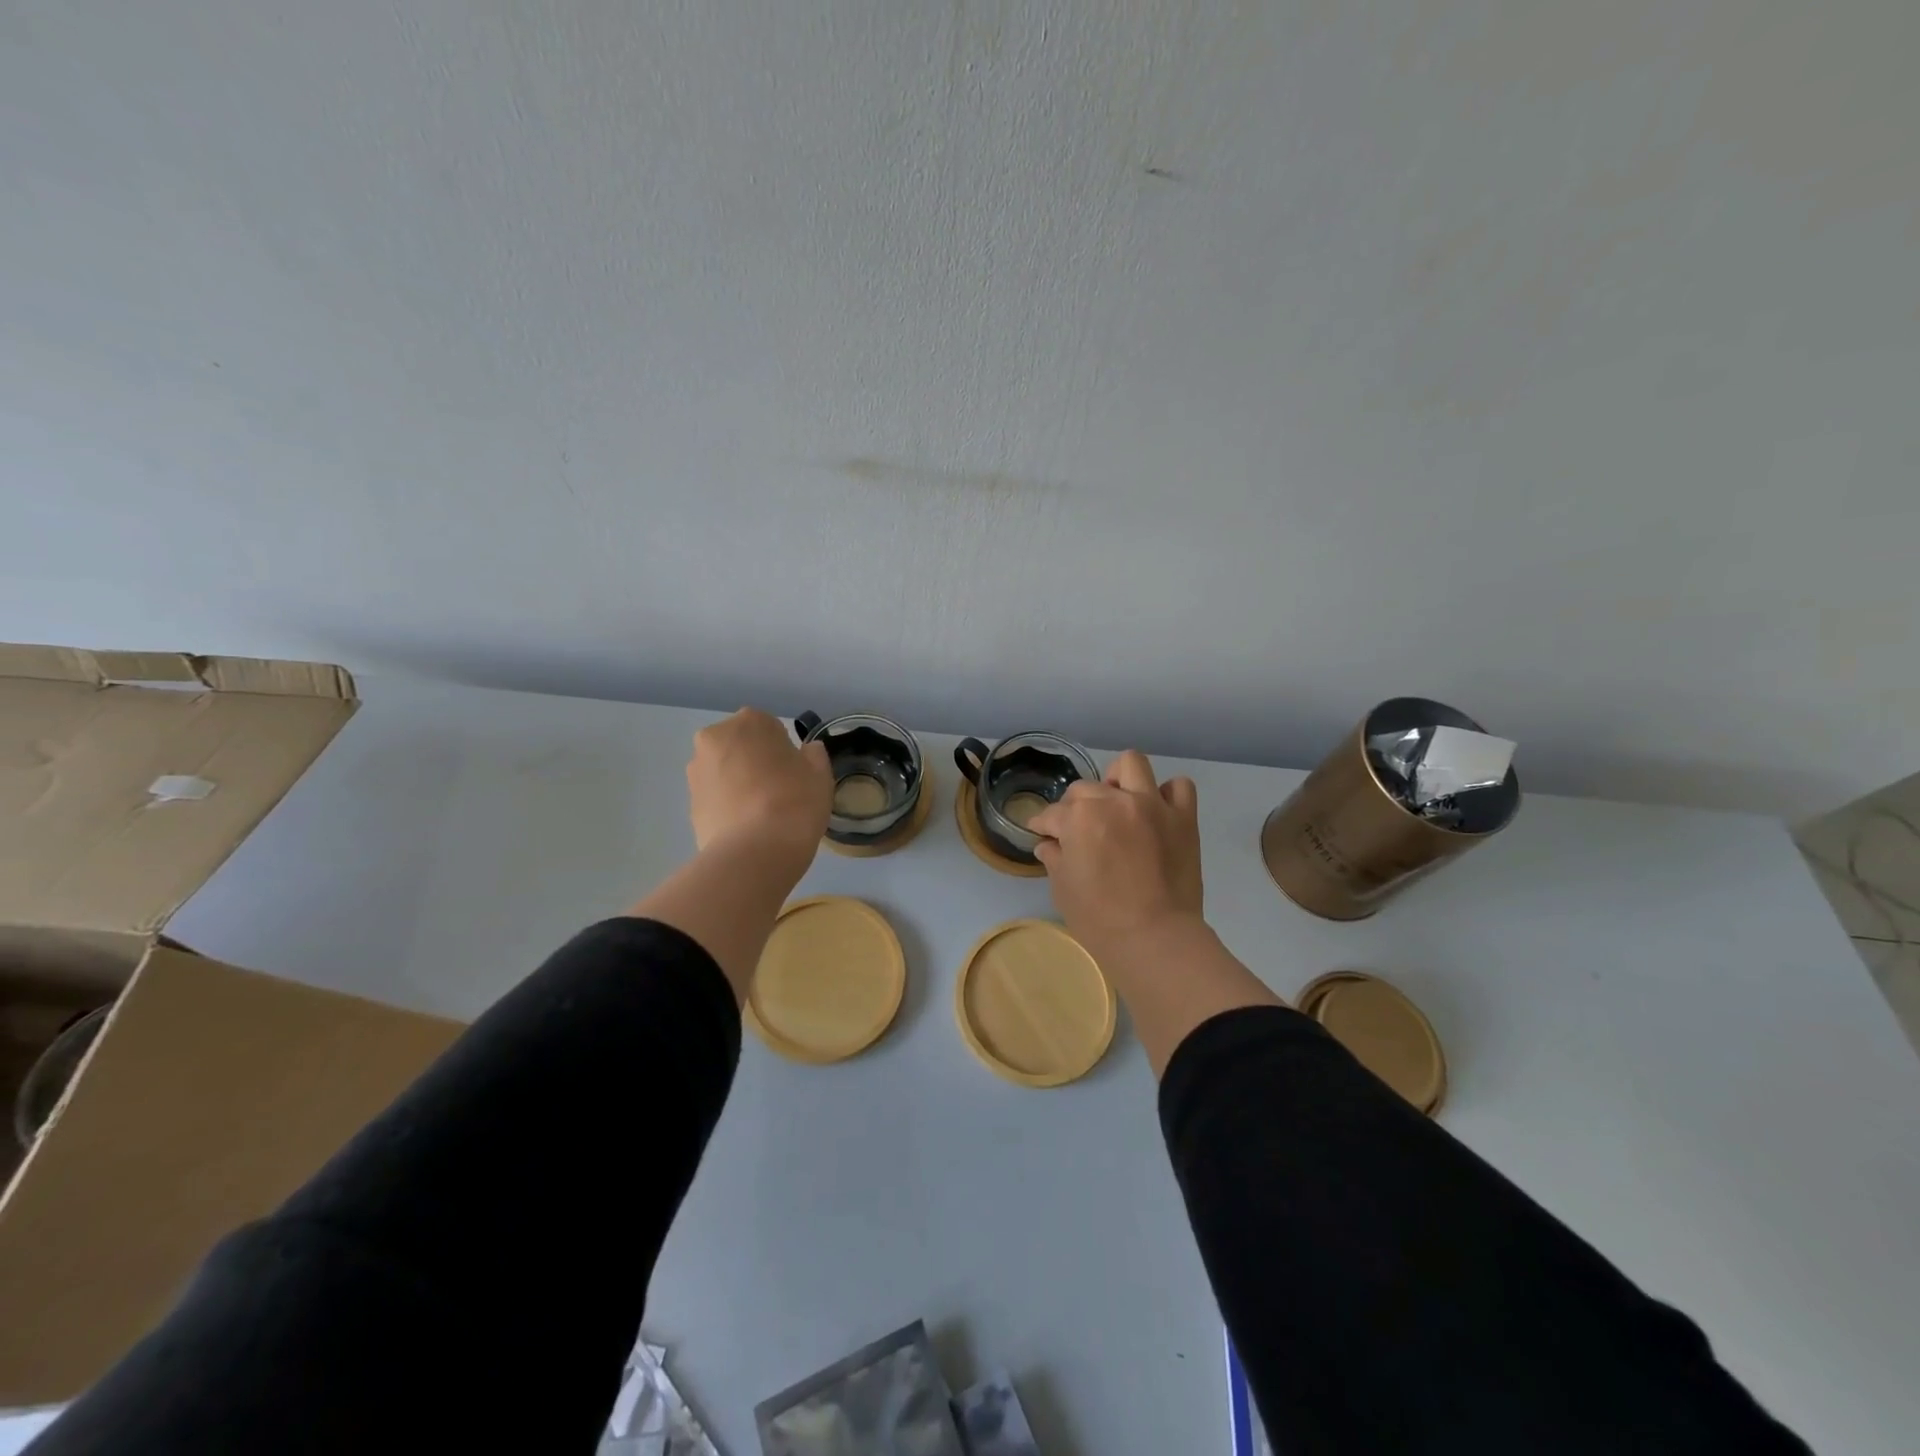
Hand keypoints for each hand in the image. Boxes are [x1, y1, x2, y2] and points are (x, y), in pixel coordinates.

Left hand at [686, 709, 832, 861]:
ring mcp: (696, 771)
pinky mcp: (689, 803)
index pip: (771, 728)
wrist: (754, 853)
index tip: (794, 774)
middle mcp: (714, 738)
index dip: (785, 751)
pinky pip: (715, 797)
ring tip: (760, 813)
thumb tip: (806, 751)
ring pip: (725, 771)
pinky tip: (746, 827)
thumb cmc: (794, 802)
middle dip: (755, 762)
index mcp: (749, 722)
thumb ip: (814, 755)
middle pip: (741, 746)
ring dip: (739, 783)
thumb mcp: (820, 774)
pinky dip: (727, 805)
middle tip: (778, 791)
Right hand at [1028, 750, 1203, 950]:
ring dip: (1119, 779)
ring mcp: (1152, 805)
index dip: (1044, 826)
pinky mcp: (1183, 818)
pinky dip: (1167, 795)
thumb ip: (1054, 858)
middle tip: (1080, 830)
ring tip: (1118, 801)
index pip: (1052, 814)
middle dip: (1075, 806)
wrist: (1155, 938)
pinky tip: (1157, 812)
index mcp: (1079, 817)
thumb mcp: (1063, 889)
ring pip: (1131, 764)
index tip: (1043, 834)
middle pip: (1085, 788)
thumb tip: (1048, 844)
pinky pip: (1179, 787)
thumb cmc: (1099, 919)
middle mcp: (1114, 800)